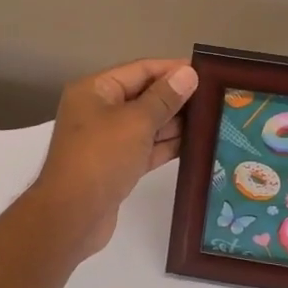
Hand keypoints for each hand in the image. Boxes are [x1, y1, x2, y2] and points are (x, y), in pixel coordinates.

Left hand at [28, 58, 199, 261]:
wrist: (72, 217)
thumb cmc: (101, 158)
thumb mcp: (136, 122)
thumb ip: (164, 98)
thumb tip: (188, 73)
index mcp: (95, 90)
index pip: (140, 69)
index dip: (172, 69)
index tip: (206, 72)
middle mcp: (99, 110)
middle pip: (144, 95)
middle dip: (177, 97)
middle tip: (216, 98)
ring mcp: (107, 140)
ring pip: (147, 124)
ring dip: (176, 123)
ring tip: (213, 119)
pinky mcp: (116, 166)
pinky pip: (146, 147)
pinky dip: (167, 145)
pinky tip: (196, 144)